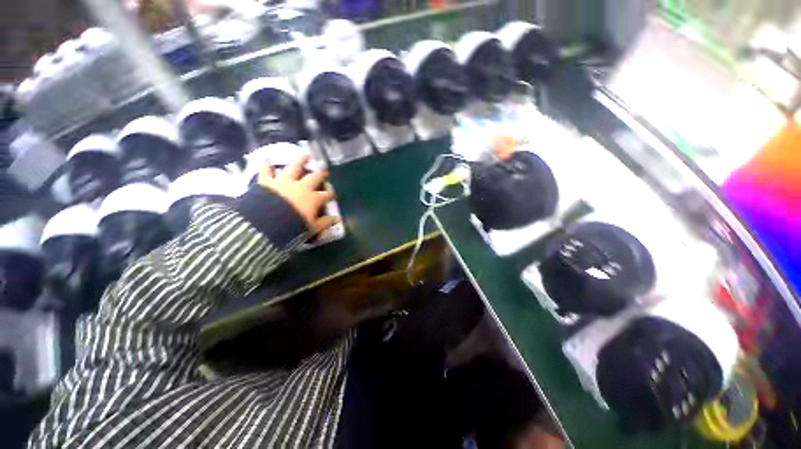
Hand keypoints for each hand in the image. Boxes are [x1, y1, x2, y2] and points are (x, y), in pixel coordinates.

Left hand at [257, 154, 339, 233]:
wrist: (265, 225)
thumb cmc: (292, 228)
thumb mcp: (312, 228)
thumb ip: (325, 222)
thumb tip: (338, 219)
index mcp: (313, 199)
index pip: (326, 195)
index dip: (331, 194)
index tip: (333, 194)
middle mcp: (301, 187)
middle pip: (314, 177)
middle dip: (321, 174)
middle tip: (324, 171)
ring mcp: (284, 182)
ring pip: (294, 168)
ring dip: (300, 160)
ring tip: (305, 154)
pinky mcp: (267, 182)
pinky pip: (266, 171)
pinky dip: (266, 164)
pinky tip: (266, 156)